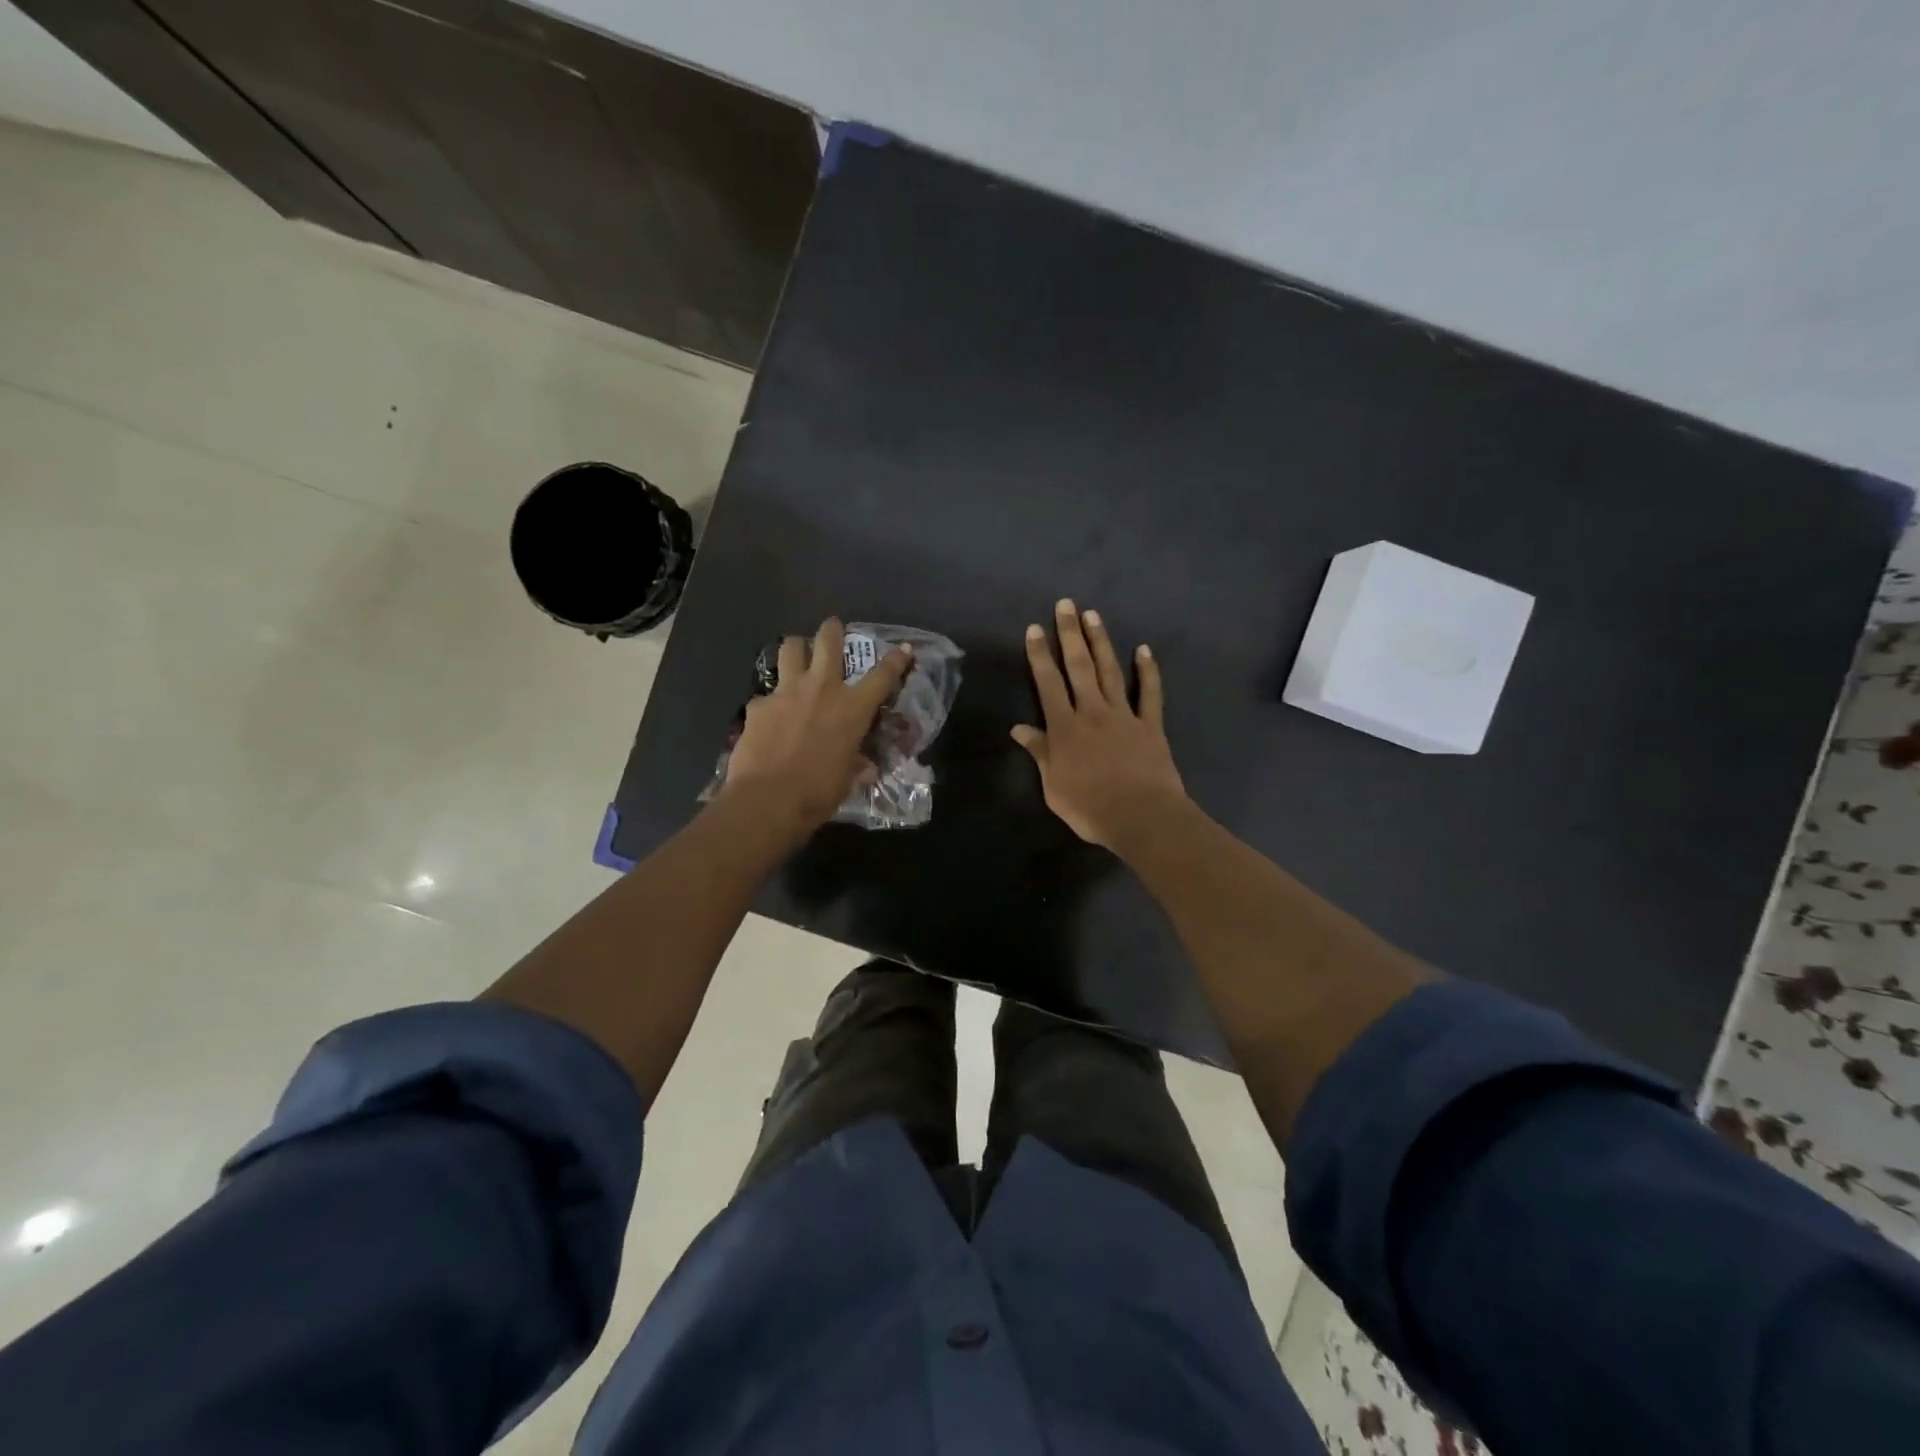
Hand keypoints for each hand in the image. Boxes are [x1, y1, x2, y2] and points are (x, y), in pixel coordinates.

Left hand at [722, 617, 912, 832]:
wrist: (768, 799)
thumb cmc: (818, 792)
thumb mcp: (847, 778)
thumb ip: (855, 763)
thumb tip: (863, 767)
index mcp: (852, 708)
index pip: (882, 676)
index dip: (896, 660)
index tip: (903, 648)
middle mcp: (821, 689)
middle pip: (828, 641)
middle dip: (832, 630)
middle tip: (832, 627)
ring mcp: (786, 692)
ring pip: (790, 649)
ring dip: (796, 647)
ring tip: (797, 653)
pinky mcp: (758, 705)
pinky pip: (766, 694)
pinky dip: (771, 700)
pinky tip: (769, 715)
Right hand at [1013, 599, 1189, 851]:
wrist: (1141, 817)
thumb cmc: (1090, 808)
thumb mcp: (1053, 786)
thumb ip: (1039, 753)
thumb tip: (1019, 728)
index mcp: (1065, 728)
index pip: (1048, 684)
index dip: (1040, 655)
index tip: (1035, 629)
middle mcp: (1092, 712)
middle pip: (1079, 667)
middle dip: (1070, 634)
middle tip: (1066, 605)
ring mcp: (1124, 716)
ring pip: (1110, 672)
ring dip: (1100, 642)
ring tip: (1093, 615)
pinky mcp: (1151, 726)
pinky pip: (1150, 694)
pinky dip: (1148, 671)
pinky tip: (1144, 650)